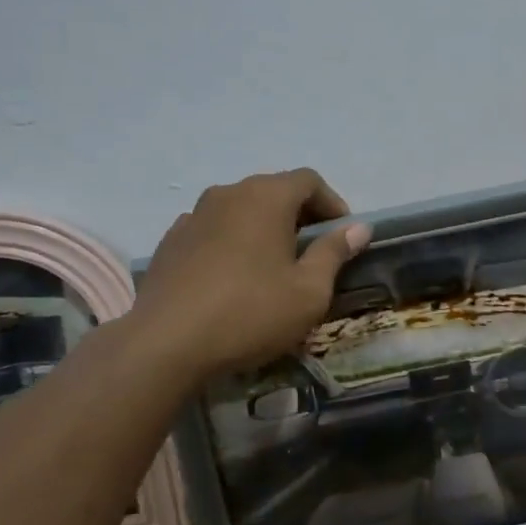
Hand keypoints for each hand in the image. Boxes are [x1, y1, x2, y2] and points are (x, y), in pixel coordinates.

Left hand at [134, 168, 371, 380]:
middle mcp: (228, 192)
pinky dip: (231, 242)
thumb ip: (334, 252)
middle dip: (299, 215)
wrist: (166, 343)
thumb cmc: (250, 313)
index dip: (332, 204)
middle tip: (312, 253)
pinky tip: (232, 277)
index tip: (342, 236)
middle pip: (273, 191)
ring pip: (241, 209)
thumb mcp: (309, 291)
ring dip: (263, 228)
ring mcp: (194, 214)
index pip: (309, 180)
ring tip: (272, 266)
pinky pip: (213, 229)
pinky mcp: (171, 240)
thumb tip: (359, 228)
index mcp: (266, 196)